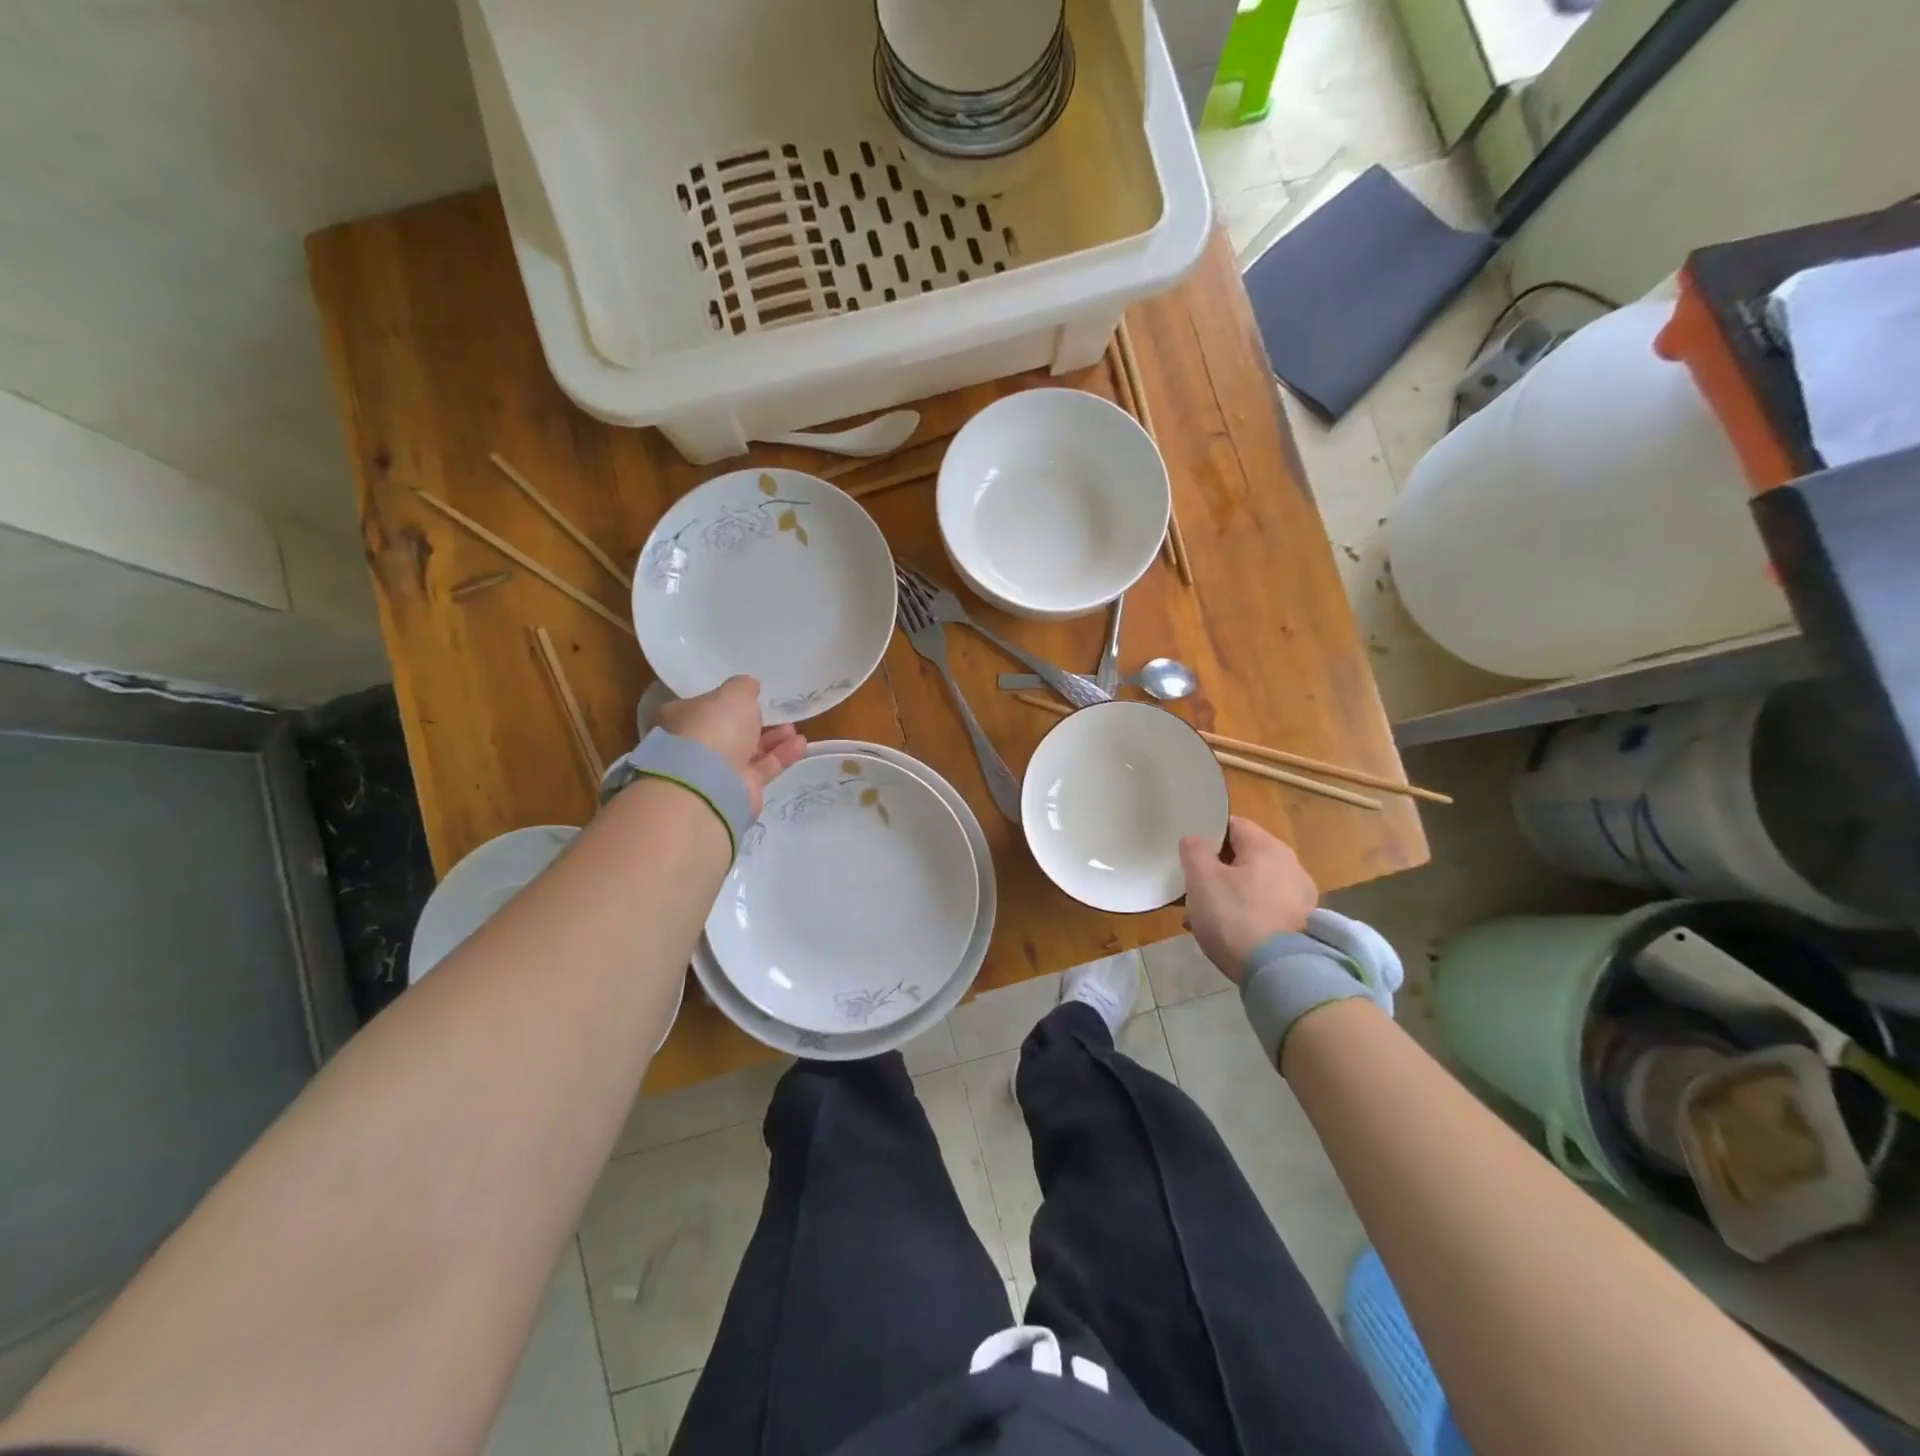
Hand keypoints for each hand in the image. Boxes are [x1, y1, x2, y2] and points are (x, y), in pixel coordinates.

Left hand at [656, 676, 806, 815]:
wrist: (711, 782)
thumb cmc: (714, 727)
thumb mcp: (733, 694)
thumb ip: (743, 687)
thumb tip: (749, 685)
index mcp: (681, 718)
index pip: (702, 706)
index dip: (724, 701)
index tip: (748, 696)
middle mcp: (695, 745)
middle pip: (728, 730)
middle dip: (754, 721)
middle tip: (776, 712)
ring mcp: (717, 770)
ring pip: (748, 750)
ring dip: (772, 738)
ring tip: (794, 727)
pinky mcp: (739, 789)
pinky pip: (763, 768)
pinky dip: (781, 756)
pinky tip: (800, 744)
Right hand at [1179, 817, 1318, 983]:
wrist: (1280, 974)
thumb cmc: (1235, 917)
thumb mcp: (1202, 879)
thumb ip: (1194, 850)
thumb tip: (1196, 840)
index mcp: (1268, 847)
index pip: (1232, 825)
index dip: (1207, 836)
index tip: (1188, 856)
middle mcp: (1290, 865)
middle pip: (1243, 857)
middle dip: (1213, 872)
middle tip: (1191, 892)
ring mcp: (1300, 897)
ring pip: (1252, 886)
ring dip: (1226, 896)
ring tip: (1202, 921)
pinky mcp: (1302, 925)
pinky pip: (1265, 909)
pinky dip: (1245, 916)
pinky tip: (1227, 936)